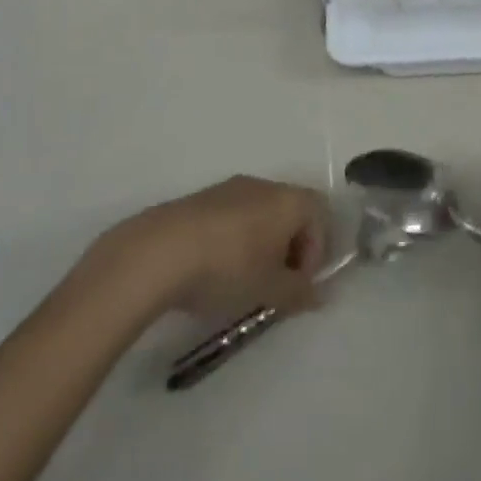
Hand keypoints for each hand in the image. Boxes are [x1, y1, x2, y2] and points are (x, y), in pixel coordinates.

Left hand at [92, 175, 329, 320]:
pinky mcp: (201, 199)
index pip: (321, 215)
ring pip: (260, 214)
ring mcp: (230, 188)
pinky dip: (235, 240)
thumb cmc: (228, 267)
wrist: (160, 251)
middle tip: (275, 286)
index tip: (298, 284)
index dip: (317, 252)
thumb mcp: (270, 290)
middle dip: (290, 249)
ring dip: (262, 245)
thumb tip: (320, 295)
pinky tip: (215, 271)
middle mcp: (263, 185)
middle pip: (291, 212)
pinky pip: (232, 217)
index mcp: (288, 199)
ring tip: (243, 282)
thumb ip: (299, 292)